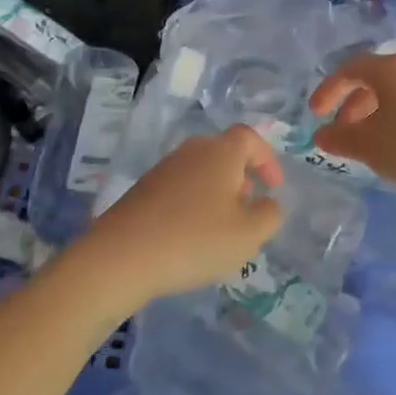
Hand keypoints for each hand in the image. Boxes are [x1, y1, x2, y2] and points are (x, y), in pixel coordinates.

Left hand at [83, 125, 284, 305]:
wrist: (121, 256)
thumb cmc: (194, 240)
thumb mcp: (248, 235)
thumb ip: (269, 215)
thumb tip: (268, 202)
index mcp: (221, 152)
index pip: (250, 138)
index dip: (267, 159)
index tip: (275, 187)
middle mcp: (192, 151)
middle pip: (224, 153)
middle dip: (242, 177)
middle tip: (249, 207)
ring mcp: (163, 168)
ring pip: (200, 171)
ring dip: (217, 192)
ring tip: (221, 227)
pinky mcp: (142, 190)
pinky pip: (179, 188)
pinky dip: (193, 204)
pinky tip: (190, 236)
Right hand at [308, 52, 395, 207]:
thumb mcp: (371, 147)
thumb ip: (340, 138)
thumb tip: (321, 133)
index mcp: (391, 69)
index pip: (350, 69)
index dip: (328, 89)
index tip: (315, 113)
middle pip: (376, 79)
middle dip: (353, 104)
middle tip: (343, 131)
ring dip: (378, 114)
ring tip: (372, 144)